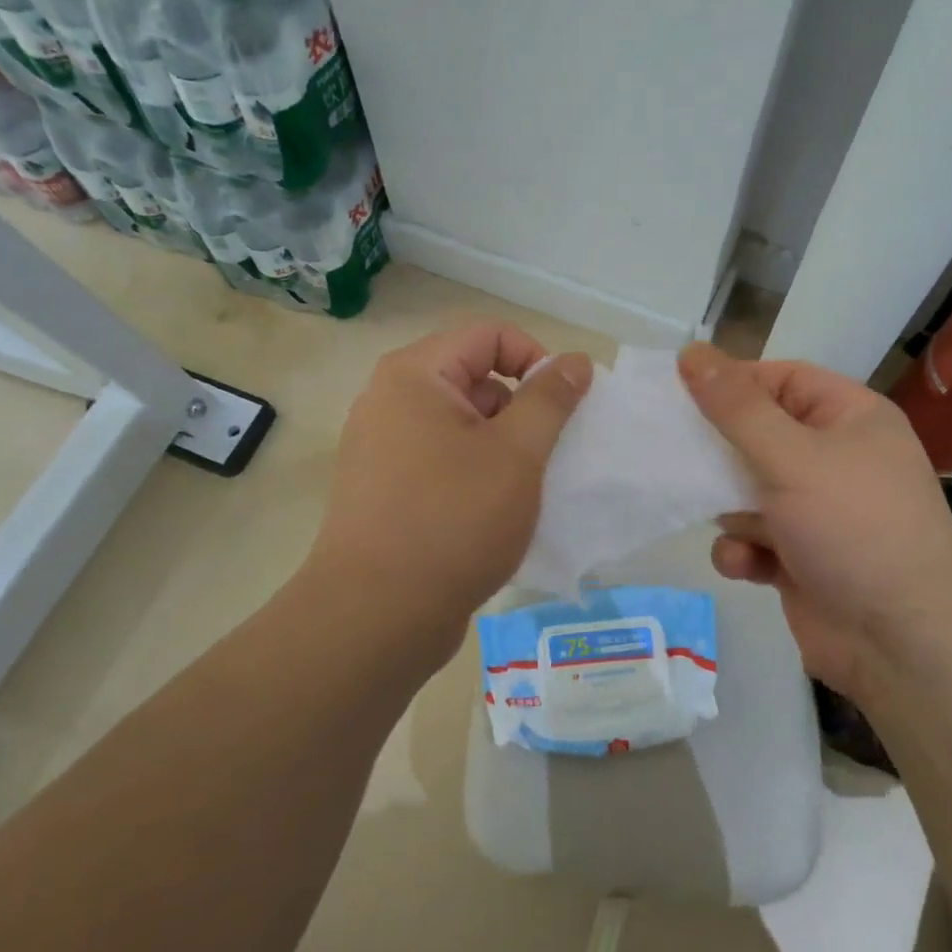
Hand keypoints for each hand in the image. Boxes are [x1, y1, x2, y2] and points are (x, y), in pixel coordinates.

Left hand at [306, 321, 592, 671]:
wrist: (376, 617)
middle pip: (473, 377)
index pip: (489, 334)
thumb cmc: (453, 521)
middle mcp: (389, 400)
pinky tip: (492, 512)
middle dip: (519, 408)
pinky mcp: (383, 487)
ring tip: (521, 489)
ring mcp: (381, 446)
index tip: (563, 406)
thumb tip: (575, 360)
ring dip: (500, 445)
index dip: (536, 358)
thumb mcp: (517, 454)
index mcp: (414, 375)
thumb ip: (551, 399)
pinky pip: (440, 458)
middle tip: (544, 455)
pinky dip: (474, 471)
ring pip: (460, 423)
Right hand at [677, 342, 951, 697]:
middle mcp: (837, 459)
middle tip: (676, 453)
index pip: (783, 379)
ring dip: (728, 506)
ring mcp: (819, 512)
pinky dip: (743, 549)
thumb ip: (736, 408)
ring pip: (749, 489)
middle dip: (720, 450)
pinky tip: (746, 564)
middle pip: (760, 435)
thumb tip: (692, 353)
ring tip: (728, 520)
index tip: (682, 394)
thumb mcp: (791, 457)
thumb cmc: (853, 528)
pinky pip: (756, 538)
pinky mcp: (801, 559)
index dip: (734, 383)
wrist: (903, 645)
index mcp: (851, 419)